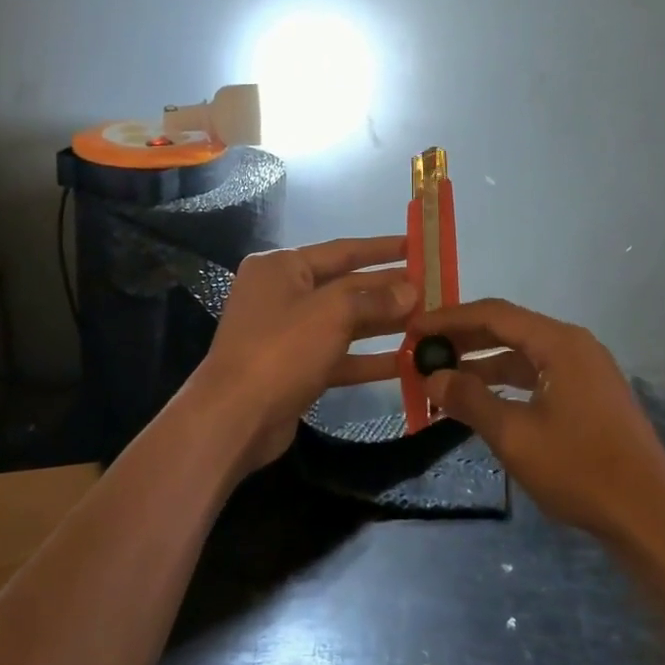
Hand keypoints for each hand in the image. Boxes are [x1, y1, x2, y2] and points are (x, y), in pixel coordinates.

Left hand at [192, 236, 414, 473]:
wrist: (234, 418)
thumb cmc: (281, 350)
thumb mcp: (332, 313)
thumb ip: (374, 298)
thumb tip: (410, 291)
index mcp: (282, 267)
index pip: (342, 250)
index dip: (381, 248)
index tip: (416, 246)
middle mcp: (282, 294)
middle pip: (345, 286)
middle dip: (387, 290)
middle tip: (431, 289)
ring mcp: (288, 334)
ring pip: (344, 323)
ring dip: (383, 324)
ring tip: (426, 323)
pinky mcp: (295, 369)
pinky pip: (338, 356)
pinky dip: (368, 358)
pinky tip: (406, 363)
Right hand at [423, 299, 664, 543]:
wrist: (648, 515)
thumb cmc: (580, 470)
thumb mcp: (515, 436)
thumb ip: (470, 400)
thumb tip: (433, 377)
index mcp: (560, 343)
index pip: (494, 314)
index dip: (450, 319)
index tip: (414, 329)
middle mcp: (574, 345)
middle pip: (510, 330)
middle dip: (465, 340)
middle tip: (423, 352)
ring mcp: (586, 370)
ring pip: (524, 355)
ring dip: (484, 365)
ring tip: (443, 380)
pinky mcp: (590, 394)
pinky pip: (539, 375)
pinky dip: (508, 384)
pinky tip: (483, 401)